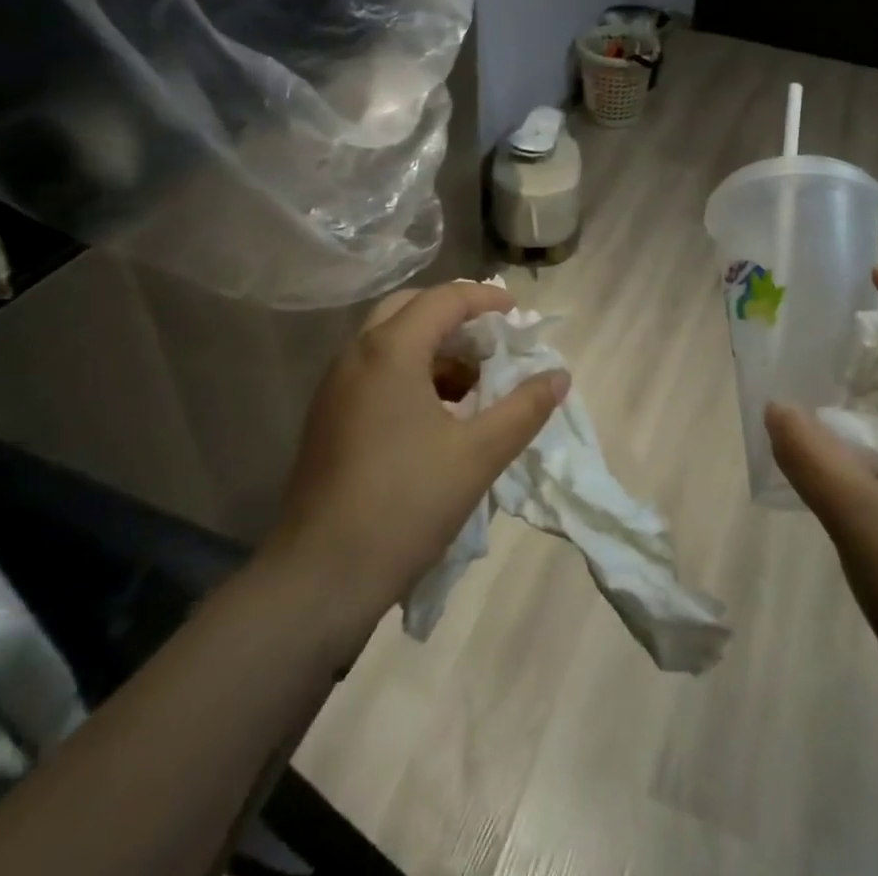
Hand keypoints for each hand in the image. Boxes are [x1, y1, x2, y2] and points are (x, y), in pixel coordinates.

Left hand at [261, 280, 568, 655]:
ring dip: (433, 346)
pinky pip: (375, 371)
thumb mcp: (479, 454)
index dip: (486, 299)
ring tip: (473, 382)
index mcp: (391, 351)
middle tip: (492, 339)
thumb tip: (559, 376)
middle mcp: (356, 355)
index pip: (444, 298)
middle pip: (410, 308)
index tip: (518, 315)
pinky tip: (439, 414)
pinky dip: (411, 372)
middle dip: (455, 315)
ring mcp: (335, 387)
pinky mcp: (328, 417)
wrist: (319, 578)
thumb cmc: (405, 504)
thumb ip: (525, 408)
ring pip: (389, 341)